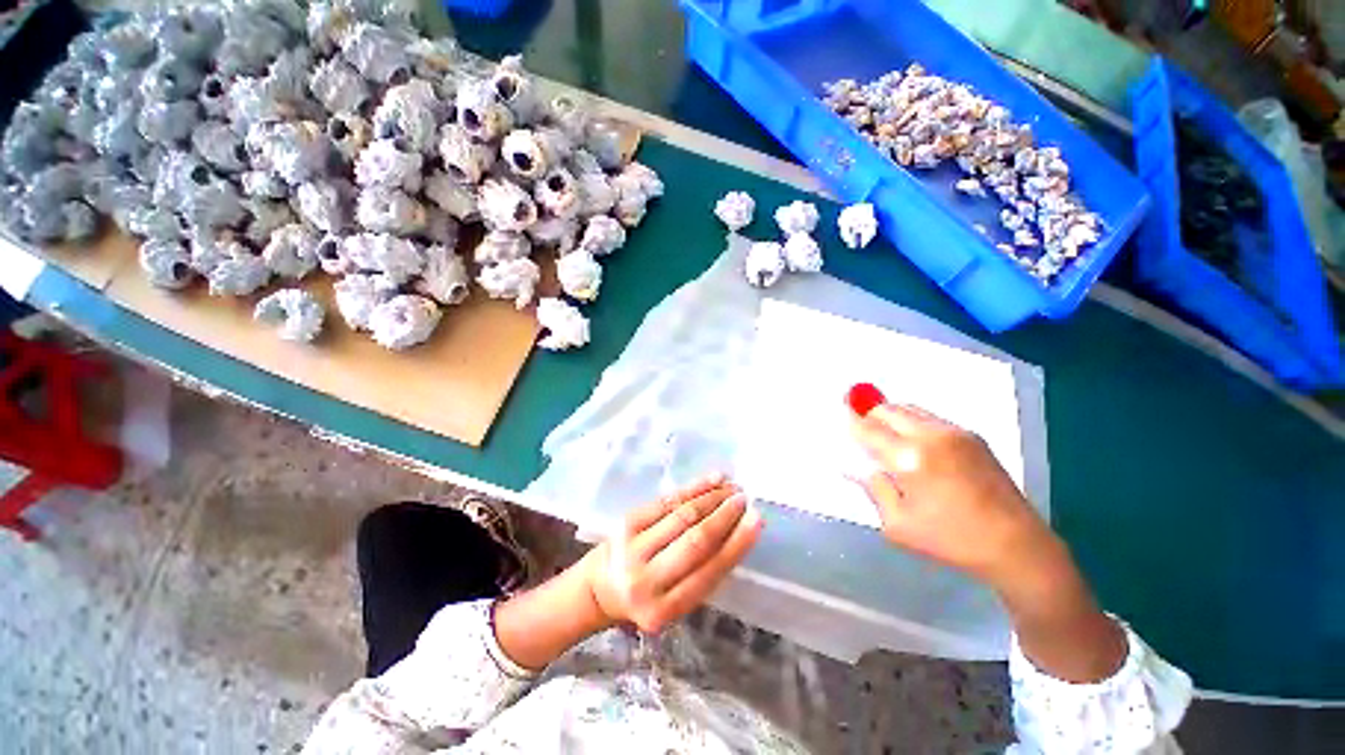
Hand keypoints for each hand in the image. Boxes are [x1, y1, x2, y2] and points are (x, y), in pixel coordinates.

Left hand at [580, 475, 762, 633]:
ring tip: (732, 488)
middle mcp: (647, 580)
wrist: (600, 586)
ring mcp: (634, 547)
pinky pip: (667, 500)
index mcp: (664, 610)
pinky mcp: (628, 521)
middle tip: (744, 499)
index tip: (756, 520)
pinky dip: (693, 488)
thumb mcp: (675, 601)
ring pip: (682, 516)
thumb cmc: (648, 596)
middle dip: (724, 516)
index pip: (709, 572)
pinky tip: (712, 480)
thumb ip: (703, 574)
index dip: (736, 544)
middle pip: (695, 540)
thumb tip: (737, 532)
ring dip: (712, 498)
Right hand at [848, 386, 1055, 587]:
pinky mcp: (972, 436)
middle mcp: (931, 436)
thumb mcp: (898, 524)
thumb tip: (853, 468)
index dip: (852, 421)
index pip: (869, 429)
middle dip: (870, 415)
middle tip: (862, 430)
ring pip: (910, 409)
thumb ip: (873, 489)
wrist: (1016, 545)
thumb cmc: (950, 540)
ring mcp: (955, 432)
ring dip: (892, 417)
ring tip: (887, 437)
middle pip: (889, 409)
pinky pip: (930, 418)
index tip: (841, 415)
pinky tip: (916, 445)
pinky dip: (913, 422)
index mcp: (910, 458)